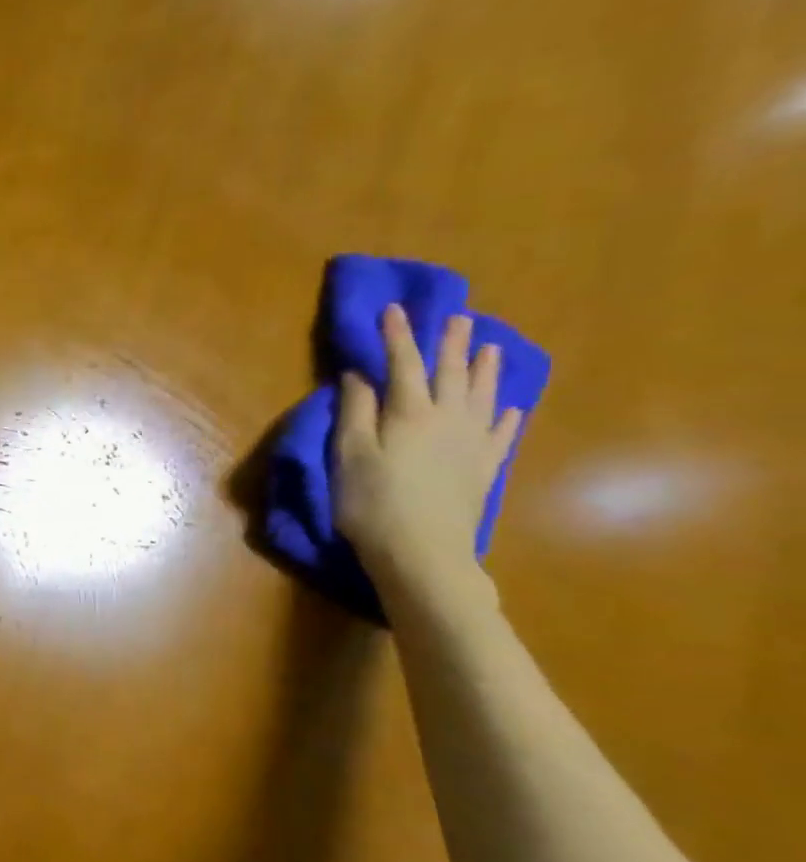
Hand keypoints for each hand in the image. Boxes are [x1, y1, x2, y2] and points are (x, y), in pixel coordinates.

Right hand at [335, 304, 522, 605]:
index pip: (403, 364)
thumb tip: (360, 375)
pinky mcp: (483, 469)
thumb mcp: (350, 456)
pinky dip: (506, 416)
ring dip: (485, 370)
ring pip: (482, 396)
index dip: (397, 336)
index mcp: (409, 413)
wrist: (423, 552)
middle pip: (450, 373)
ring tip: (490, 348)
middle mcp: (448, 418)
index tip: (394, 309)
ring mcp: (472, 443)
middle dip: (450, 344)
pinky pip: (501, 434)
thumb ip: (356, 413)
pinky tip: (511, 407)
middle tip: (458, 317)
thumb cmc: (372, 503)